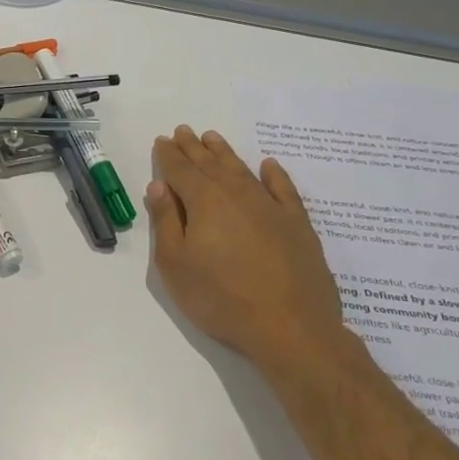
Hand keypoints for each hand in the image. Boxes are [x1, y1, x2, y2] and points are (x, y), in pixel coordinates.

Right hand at [146, 125, 344, 364]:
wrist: (291, 328)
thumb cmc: (221, 298)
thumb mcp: (175, 265)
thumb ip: (165, 222)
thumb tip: (160, 187)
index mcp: (204, 202)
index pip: (180, 170)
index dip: (168, 155)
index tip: (162, 141)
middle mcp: (237, 195)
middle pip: (210, 164)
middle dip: (193, 148)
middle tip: (184, 131)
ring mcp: (271, 208)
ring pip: (242, 171)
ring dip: (225, 153)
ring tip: (213, 138)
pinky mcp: (298, 225)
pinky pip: (284, 190)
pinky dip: (275, 175)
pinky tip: (268, 166)